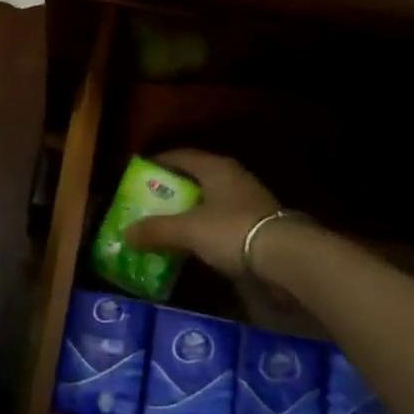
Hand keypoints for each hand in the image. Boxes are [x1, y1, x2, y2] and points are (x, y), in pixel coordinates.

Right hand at [125, 149, 283, 283]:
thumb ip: (157, 230)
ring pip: (211, 199)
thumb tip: (126, 233)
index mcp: (215, 167)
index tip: (140, 172)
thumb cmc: (232, 231)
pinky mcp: (259, 223)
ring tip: (169, 223)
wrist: (287, 258)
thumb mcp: (188, 230)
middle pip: (196, 177)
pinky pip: (223, 219)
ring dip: (190, 209)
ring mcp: (249, 199)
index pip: (181, 155)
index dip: (159, 162)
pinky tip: (196, 241)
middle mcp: (233, 176)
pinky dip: (206, 226)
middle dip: (173, 189)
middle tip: (150, 201)